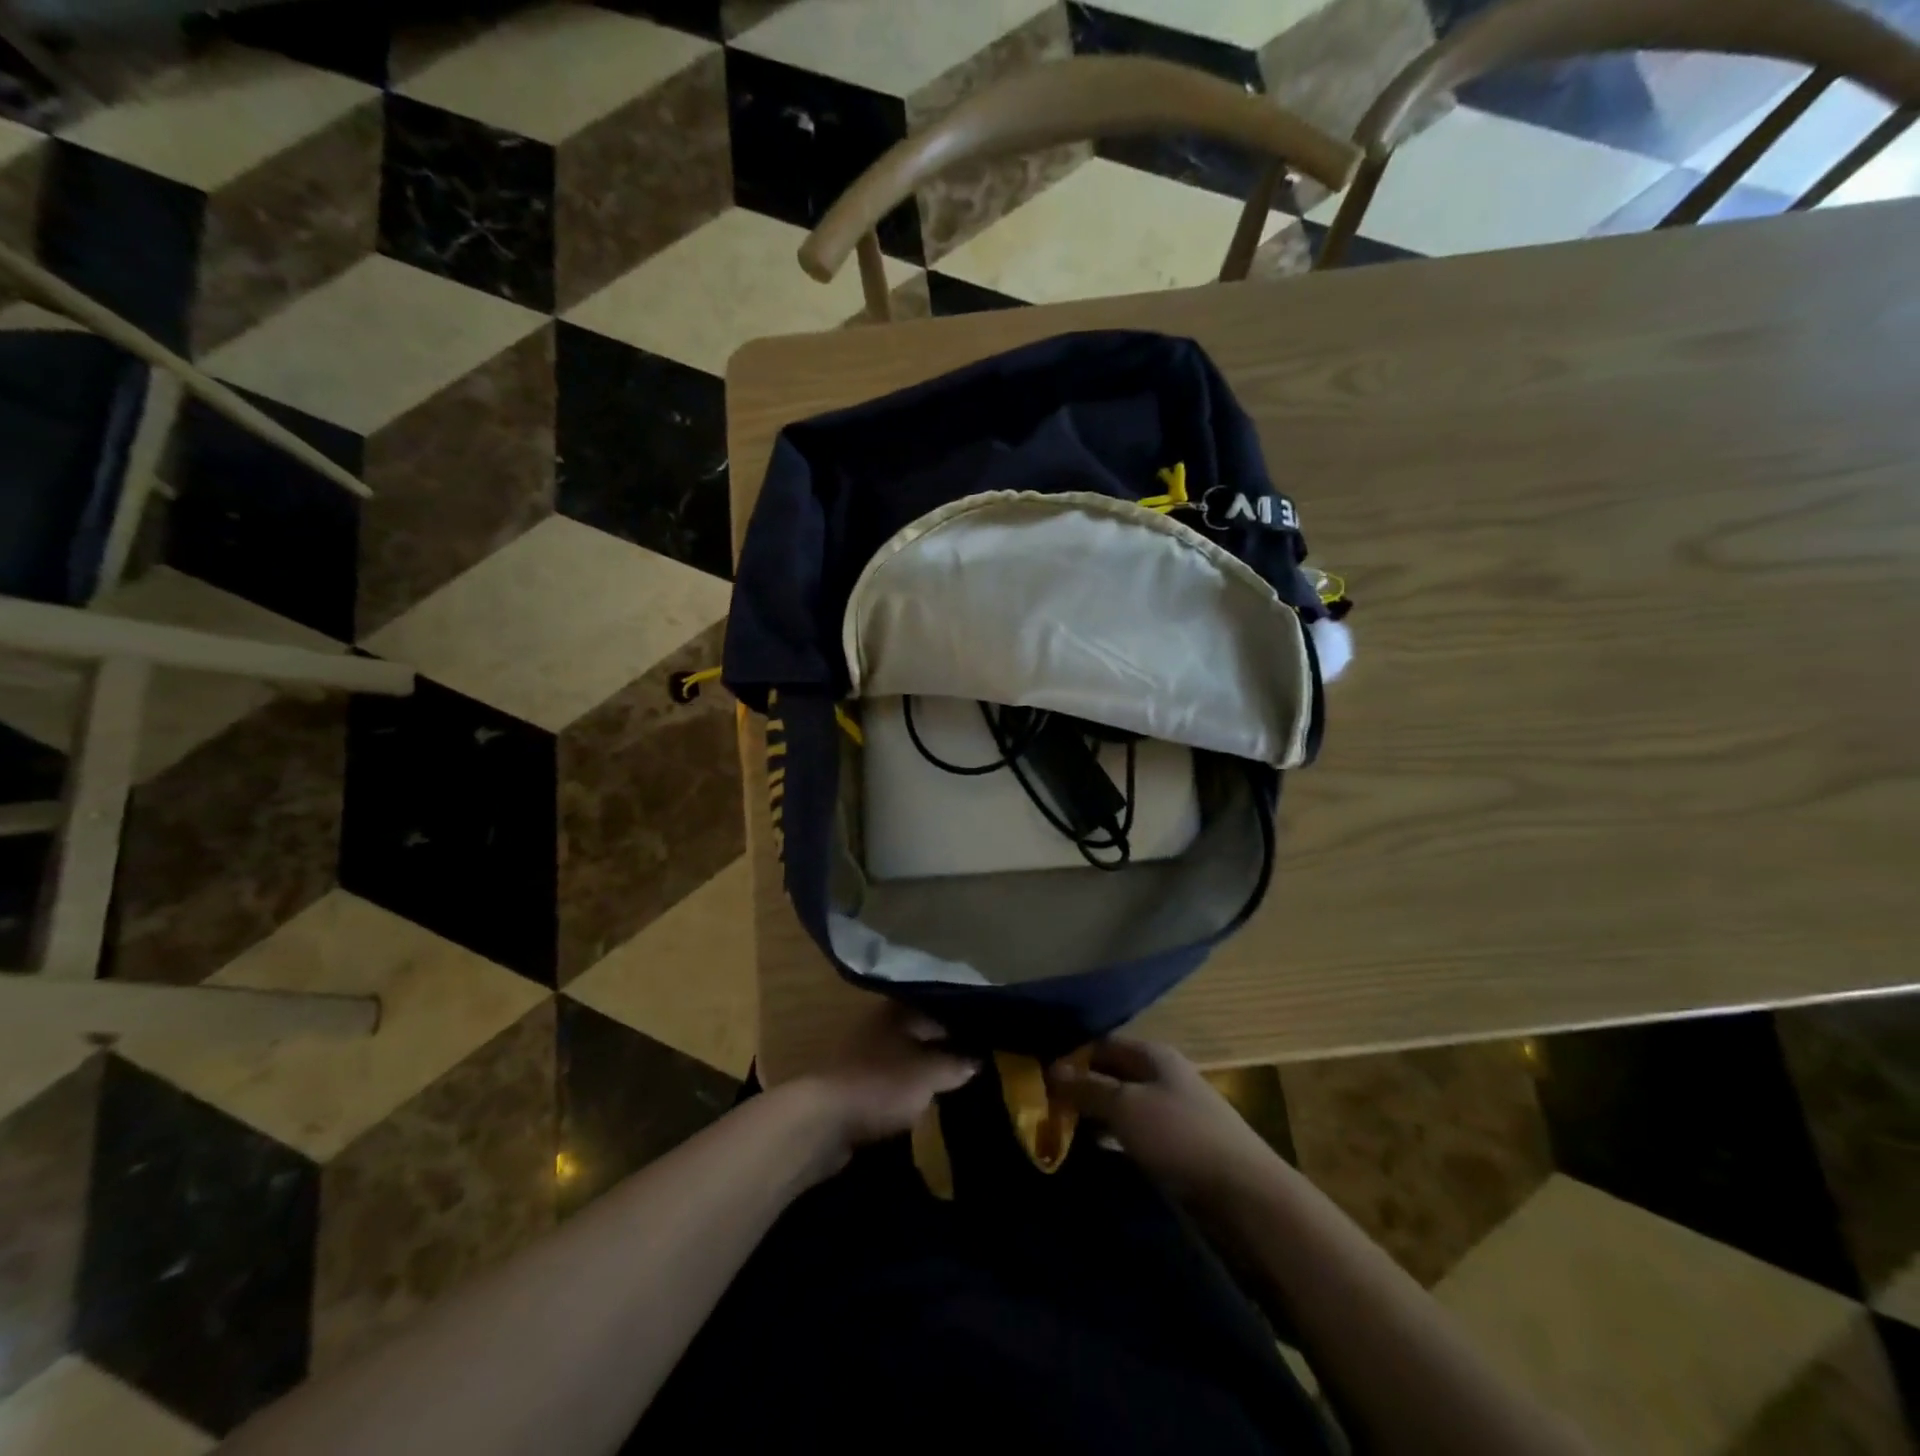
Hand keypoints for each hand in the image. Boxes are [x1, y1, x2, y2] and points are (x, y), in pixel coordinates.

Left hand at [796, 1004, 977, 1169]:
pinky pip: (894, 1082)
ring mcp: (867, 1055)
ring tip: (959, 1086)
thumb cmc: (881, 1084)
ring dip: (928, 1072)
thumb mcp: (929, 1073)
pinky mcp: (858, 1085)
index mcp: (899, 1011)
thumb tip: (978, 1059)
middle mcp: (882, 1025)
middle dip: (948, 1049)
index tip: (990, 1041)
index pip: (941, 1009)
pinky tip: (929, 1103)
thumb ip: (956, 1063)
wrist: (823, 1122)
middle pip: (923, 1034)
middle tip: (981, 1065)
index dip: (966, 1025)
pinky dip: (910, 1091)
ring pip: (908, 1058)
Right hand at [1048, 1038, 1277, 1210]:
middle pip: (1112, 1075)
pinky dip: (1114, 1142)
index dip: (1070, 1057)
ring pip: (1123, 1107)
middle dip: (1079, 1089)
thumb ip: (1087, 1088)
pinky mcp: (1180, 1148)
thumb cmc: (1181, 1137)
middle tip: (1042, 1110)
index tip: (1037, 1079)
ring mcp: (1174, 1113)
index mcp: (1153, 1055)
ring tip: (1059, 1135)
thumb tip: (1050, 1070)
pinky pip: (1136, 1136)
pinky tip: (1094, 1157)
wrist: (1246, 1196)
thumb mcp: (1125, 1106)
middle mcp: (1164, 1077)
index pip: (1101, 1044)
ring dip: (1095, 1118)